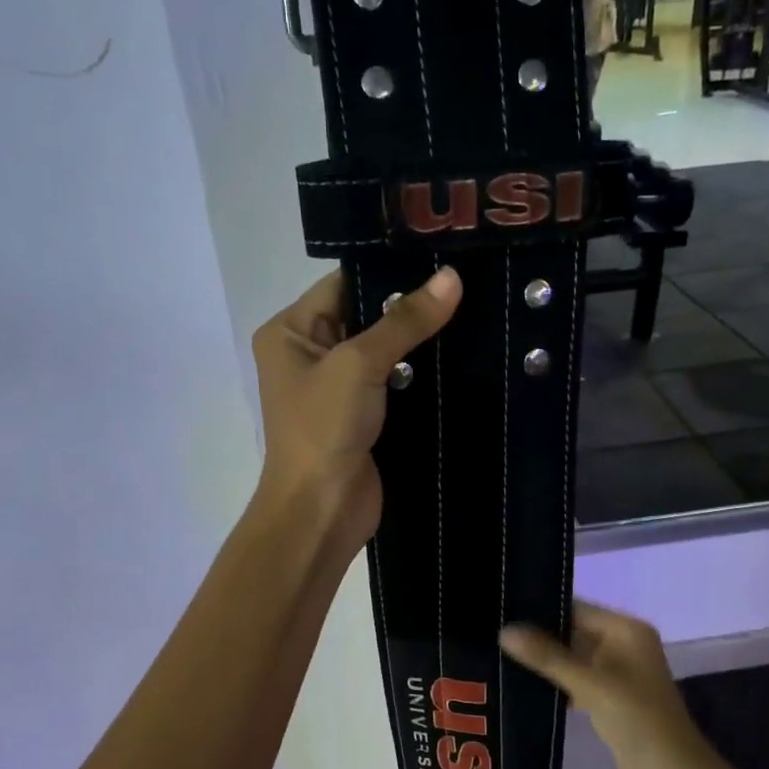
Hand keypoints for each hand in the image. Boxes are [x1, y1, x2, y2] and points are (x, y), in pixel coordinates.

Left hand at [251, 266, 460, 552]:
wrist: (320, 512)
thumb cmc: (323, 429)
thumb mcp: (359, 364)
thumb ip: (405, 321)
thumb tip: (452, 277)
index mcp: (291, 331)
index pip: (344, 283)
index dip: (390, 271)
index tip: (444, 257)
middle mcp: (311, 354)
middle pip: (368, 316)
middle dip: (413, 306)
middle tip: (469, 284)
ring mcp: (339, 389)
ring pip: (387, 352)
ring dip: (423, 343)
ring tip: (477, 313)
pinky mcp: (365, 418)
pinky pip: (397, 384)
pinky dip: (424, 376)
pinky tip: (464, 357)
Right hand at [500, 600, 721, 768]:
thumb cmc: (639, 720)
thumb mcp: (592, 685)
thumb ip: (548, 657)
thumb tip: (505, 630)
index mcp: (626, 630)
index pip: (575, 608)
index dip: (541, 608)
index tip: (500, 609)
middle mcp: (622, 645)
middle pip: (572, 631)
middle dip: (537, 635)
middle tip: (492, 633)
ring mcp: (616, 673)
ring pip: (571, 657)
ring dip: (542, 660)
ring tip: (498, 656)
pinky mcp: (608, 699)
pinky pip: (574, 680)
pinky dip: (553, 682)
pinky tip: (520, 684)